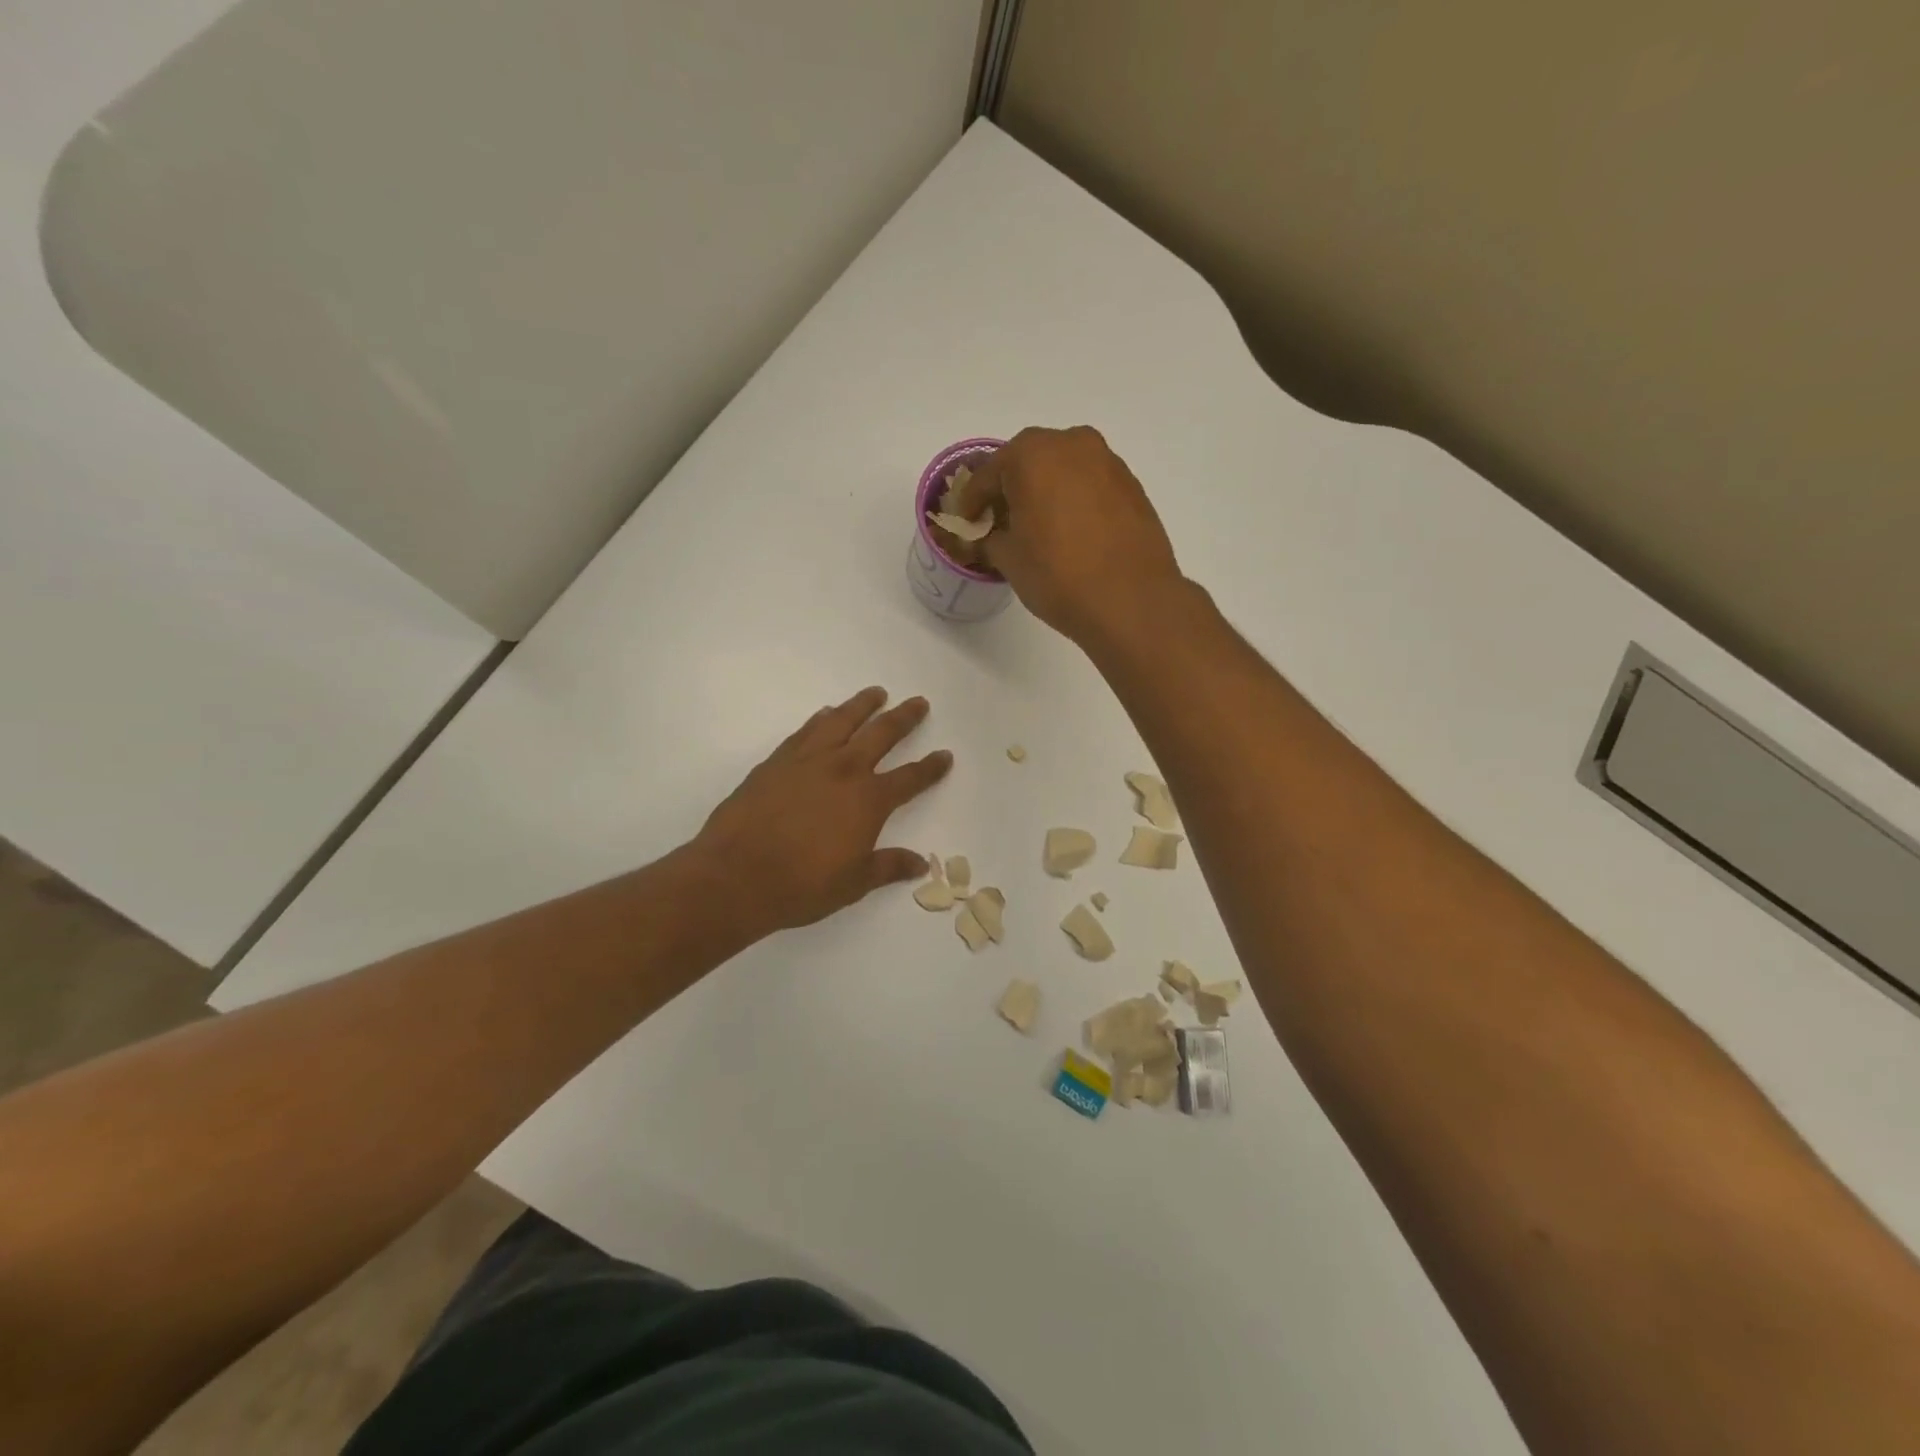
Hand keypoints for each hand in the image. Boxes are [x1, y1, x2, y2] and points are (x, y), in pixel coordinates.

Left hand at [691, 687, 950, 938]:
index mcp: (868, 800)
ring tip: (876, 693)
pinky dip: (822, 719)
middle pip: (881, 734)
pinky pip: (806, 731)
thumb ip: (888, 866)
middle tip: (918, 702)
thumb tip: (921, 864)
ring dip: (862, 705)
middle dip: (904, 718)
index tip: (945, 755)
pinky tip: (826, 714)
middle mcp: (843, 770)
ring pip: (842, 721)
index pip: (910, 778)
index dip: (930, 767)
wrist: (735, 875)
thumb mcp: (853, 883)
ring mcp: (807, 761)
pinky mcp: (776, 761)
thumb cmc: (801, 885)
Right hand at [952, 425, 1183, 643]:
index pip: (988, 474)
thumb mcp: (1009, 559)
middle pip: (1028, 462)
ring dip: (1045, 493)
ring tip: (1036, 530)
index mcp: (1033, 454)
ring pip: (1063, 471)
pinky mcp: (1132, 486)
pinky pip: (1089, 486)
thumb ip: (989, 540)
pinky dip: (1073, 502)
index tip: (965, 524)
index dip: (971, 502)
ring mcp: (1108, 462)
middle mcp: (1072, 444)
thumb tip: (986, 538)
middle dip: (1010, 490)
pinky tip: (1069, 534)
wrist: (1131, 600)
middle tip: (999, 523)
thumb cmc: (1058, 575)